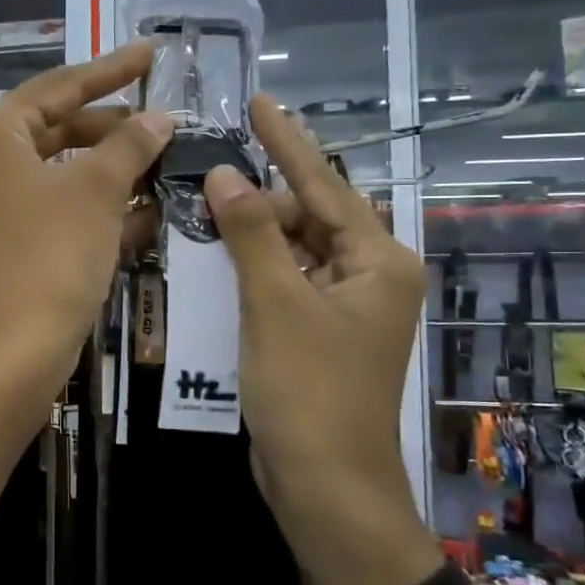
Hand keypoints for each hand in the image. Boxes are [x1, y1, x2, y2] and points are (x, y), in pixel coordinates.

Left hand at [0, 43, 172, 387]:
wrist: (12, 349)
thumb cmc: (51, 253)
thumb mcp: (97, 190)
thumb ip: (131, 144)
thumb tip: (159, 117)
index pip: (60, 86)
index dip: (111, 69)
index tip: (153, 53)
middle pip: (60, 128)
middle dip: (115, 127)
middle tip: (165, 120)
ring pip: (64, 173)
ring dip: (114, 170)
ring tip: (166, 161)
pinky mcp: (10, 243)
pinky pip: (60, 209)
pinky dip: (99, 206)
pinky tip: (149, 210)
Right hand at [205, 95, 438, 584]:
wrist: (324, 484)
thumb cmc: (308, 390)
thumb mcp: (276, 304)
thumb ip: (252, 235)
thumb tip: (228, 175)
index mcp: (378, 260)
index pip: (324, 184)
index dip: (287, 141)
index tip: (259, 101)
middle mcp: (369, 276)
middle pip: (308, 216)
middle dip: (260, 197)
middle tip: (208, 176)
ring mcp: (345, 307)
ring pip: (293, 250)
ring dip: (252, 233)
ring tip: (206, 205)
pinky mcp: (319, 332)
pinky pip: (284, 282)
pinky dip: (254, 268)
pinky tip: (217, 253)